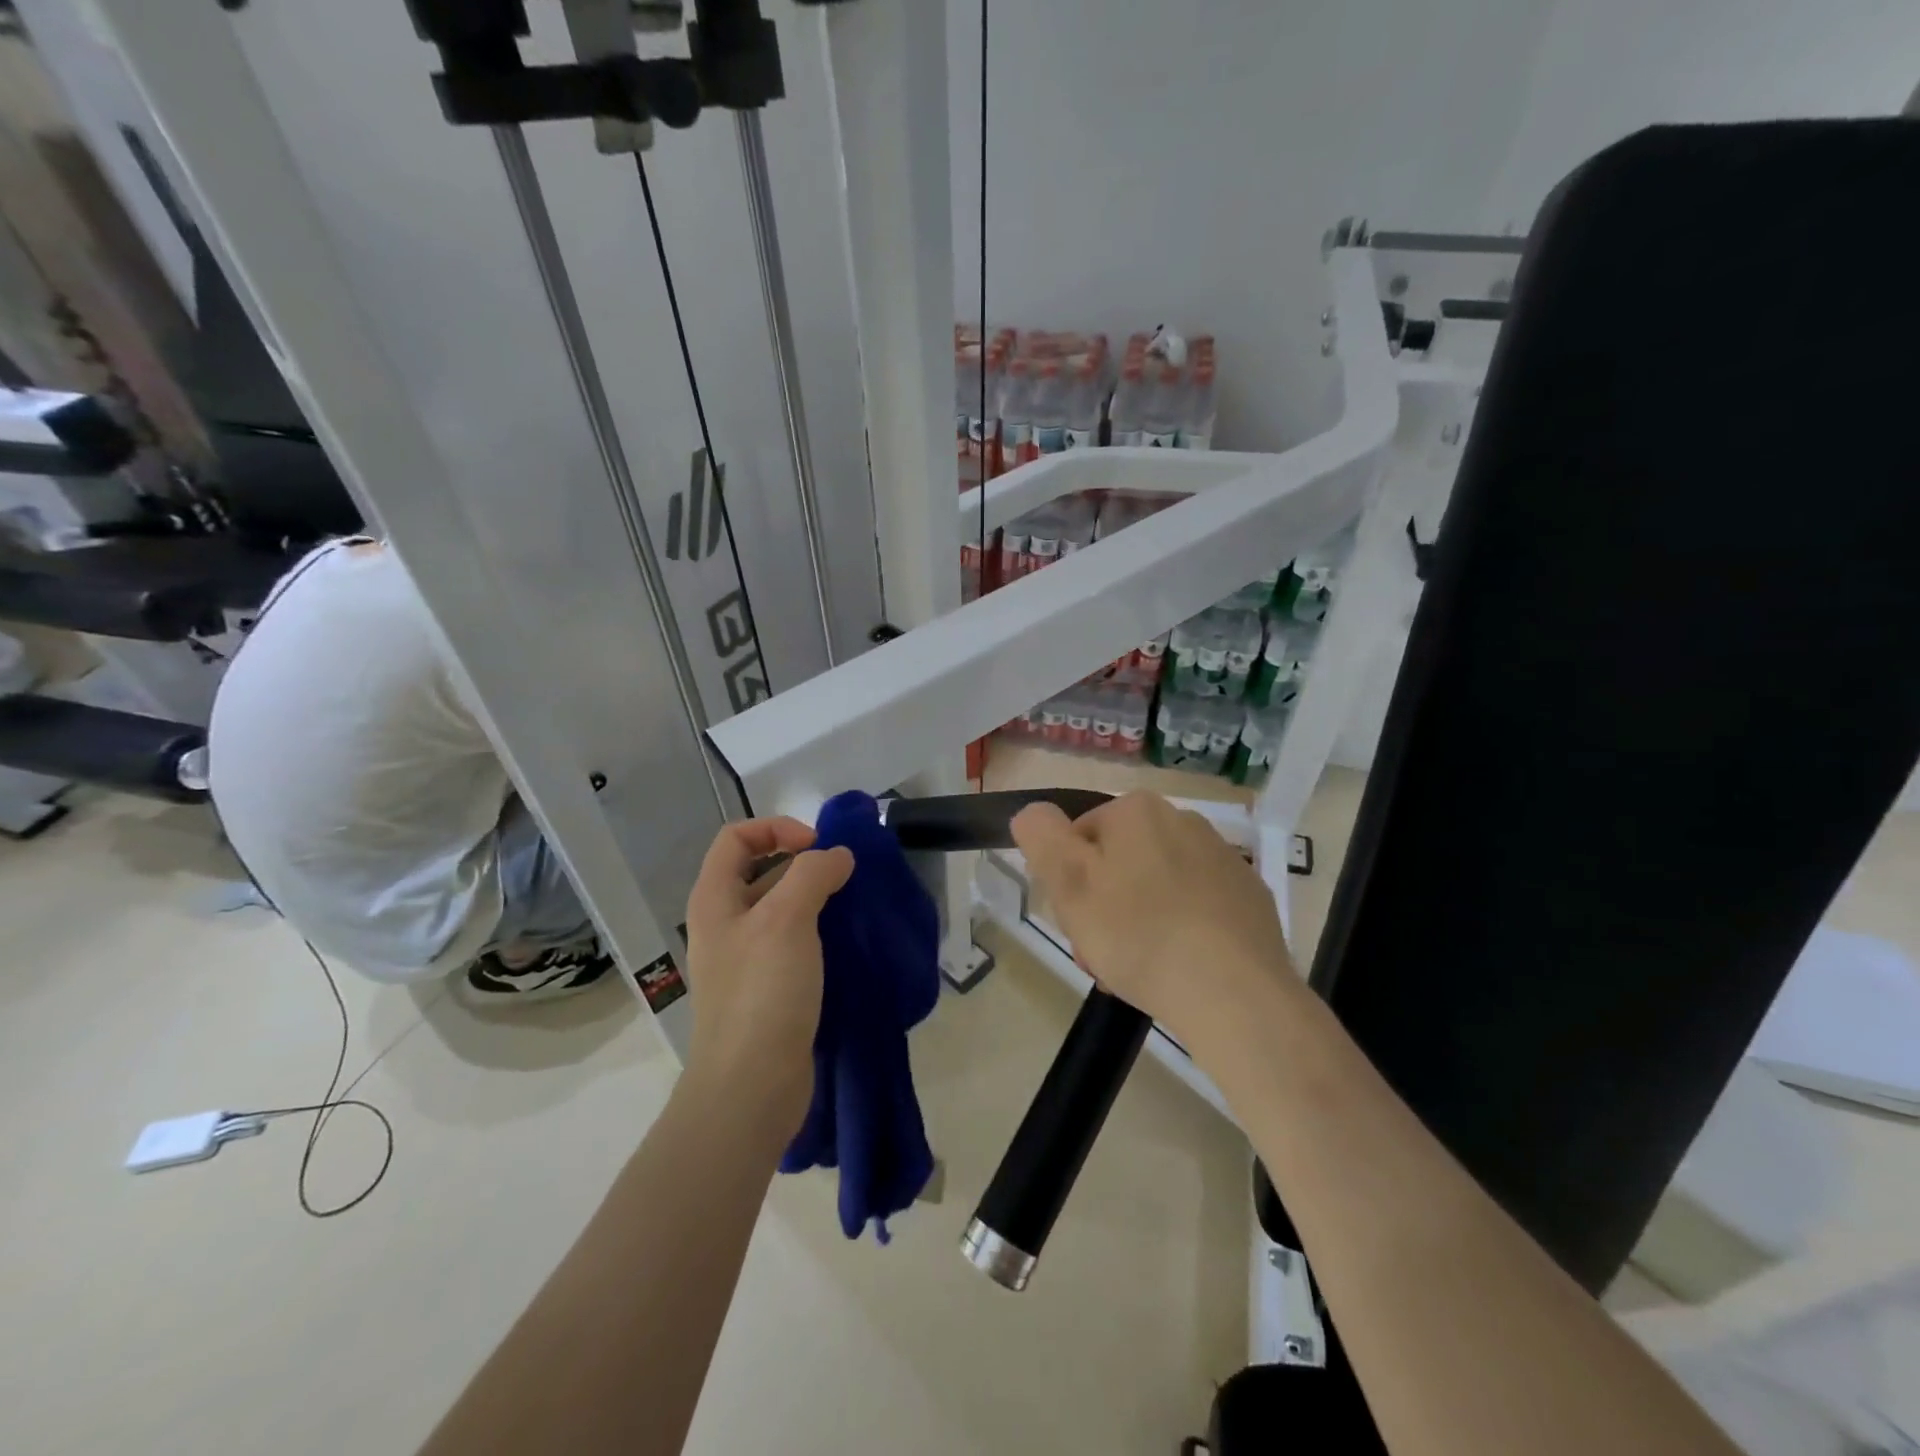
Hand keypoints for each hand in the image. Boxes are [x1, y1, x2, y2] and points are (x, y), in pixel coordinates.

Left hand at [682, 818, 853, 1133]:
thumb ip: (813, 874)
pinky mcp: (767, 988)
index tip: (817, 848)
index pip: (737, 837)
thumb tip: (837, 857)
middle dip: (802, 863)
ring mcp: (744, 958)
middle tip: (842, 877)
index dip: (777, 829)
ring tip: (851, 906)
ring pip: (780, 908)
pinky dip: (818, 932)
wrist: (751, 1086)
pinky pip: (792, 942)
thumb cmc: (762, 992)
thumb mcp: (787, 918)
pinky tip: (845, 941)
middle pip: (759, 869)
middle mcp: (724, 923)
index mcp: (715, 898)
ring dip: (814, 898)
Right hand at [1011, 792, 1299, 1054]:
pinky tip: (1181, 969)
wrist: (1235, 993)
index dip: (1069, 884)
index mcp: (1136, 810)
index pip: (1080, 839)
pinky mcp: (1250, 896)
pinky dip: (1183, 932)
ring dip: (1140, 922)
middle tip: (1102, 956)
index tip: (1075, 924)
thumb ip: (1041, 837)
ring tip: (1140, 973)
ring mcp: (1223, 858)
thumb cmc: (1138, 935)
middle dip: (1104, 906)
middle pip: (1121, 862)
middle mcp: (1184, 820)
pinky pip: (1198, 908)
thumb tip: (1033, 812)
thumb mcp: (1068, 884)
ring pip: (1158, 887)